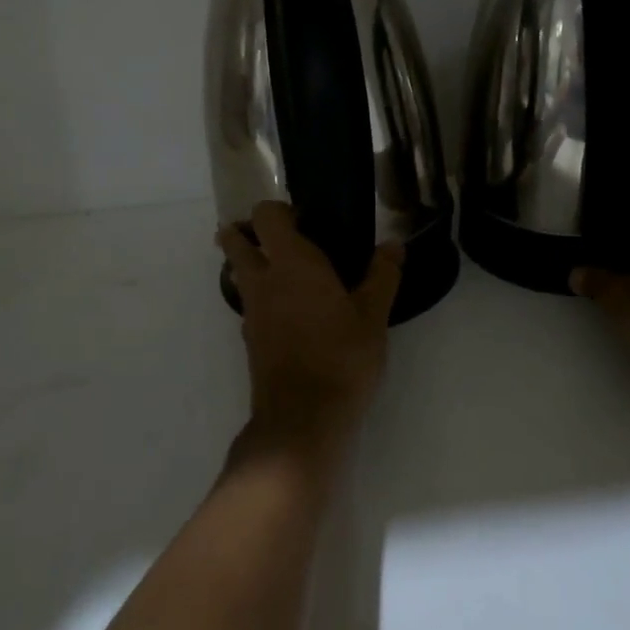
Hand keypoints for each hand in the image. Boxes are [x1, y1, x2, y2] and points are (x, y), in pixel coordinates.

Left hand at [215, 202, 403, 463]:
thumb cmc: (341, 357)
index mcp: (291, 262)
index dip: (280, 209)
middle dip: (247, 232)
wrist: (303, 420)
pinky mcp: (250, 339)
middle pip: (235, 241)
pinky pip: (249, 303)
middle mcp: (262, 280)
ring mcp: (251, 312)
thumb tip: (394, 245)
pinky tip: (292, 312)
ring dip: (251, 264)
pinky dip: (261, 296)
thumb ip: (383, 275)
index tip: (305, 218)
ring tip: (289, 273)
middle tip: (282, 238)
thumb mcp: (373, 315)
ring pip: (238, 274)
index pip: (266, 215)